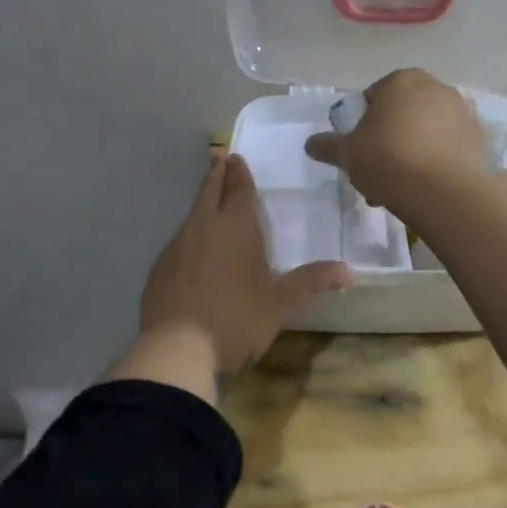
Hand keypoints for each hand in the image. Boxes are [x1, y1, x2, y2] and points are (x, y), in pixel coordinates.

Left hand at [136, 153, 350, 381]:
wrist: (178, 350)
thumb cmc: (237, 319)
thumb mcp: (280, 304)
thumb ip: (310, 283)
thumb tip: (348, 271)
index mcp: (236, 228)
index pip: (239, 190)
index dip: (239, 174)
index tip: (234, 157)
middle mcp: (204, 228)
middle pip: (209, 193)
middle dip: (216, 175)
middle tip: (218, 158)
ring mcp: (177, 248)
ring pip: (191, 216)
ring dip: (201, 204)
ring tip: (208, 201)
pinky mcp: (159, 270)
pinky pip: (178, 243)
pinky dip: (188, 237)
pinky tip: (191, 250)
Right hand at [304, 68, 488, 221]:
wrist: (446, 191)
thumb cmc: (389, 160)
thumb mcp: (347, 154)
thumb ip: (328, 146)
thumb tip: (310, 144)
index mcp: (401, 80)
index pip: (372, 98)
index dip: (360, 127)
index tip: (358, 154)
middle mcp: (435, 87)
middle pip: (401, 115)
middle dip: (387, 142)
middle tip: (376, 174)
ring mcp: (461, 111)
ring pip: (424, 133)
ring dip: (410, 154)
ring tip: (399, 189)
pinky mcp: (479, 138)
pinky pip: (447, 147)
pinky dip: (435, 162)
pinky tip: (424, 189)